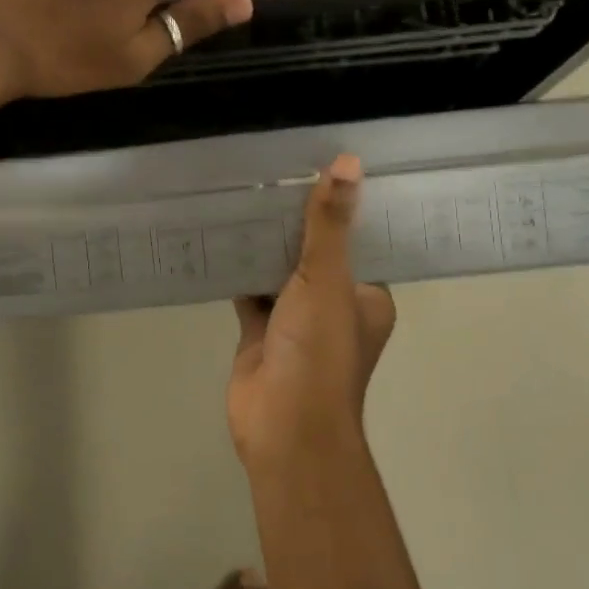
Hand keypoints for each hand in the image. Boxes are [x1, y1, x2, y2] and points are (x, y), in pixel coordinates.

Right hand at [227, 156, 396, 465]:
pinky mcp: (261, 332)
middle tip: (277, 169)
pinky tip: (221, 235)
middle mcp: (335, 306)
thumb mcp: (328, 279)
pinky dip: (239, 269)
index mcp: (367, 296)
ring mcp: (296, 321)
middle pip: (317, 254)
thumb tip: (348, 163)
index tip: (326, 164)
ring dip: (266, 244)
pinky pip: (250, 291)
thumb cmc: (318, 351)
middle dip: (298, 222)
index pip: (361, 242)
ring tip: (247, 192)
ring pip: (281, 272)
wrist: (282, 425)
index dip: (346, 208)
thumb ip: (331, 224)